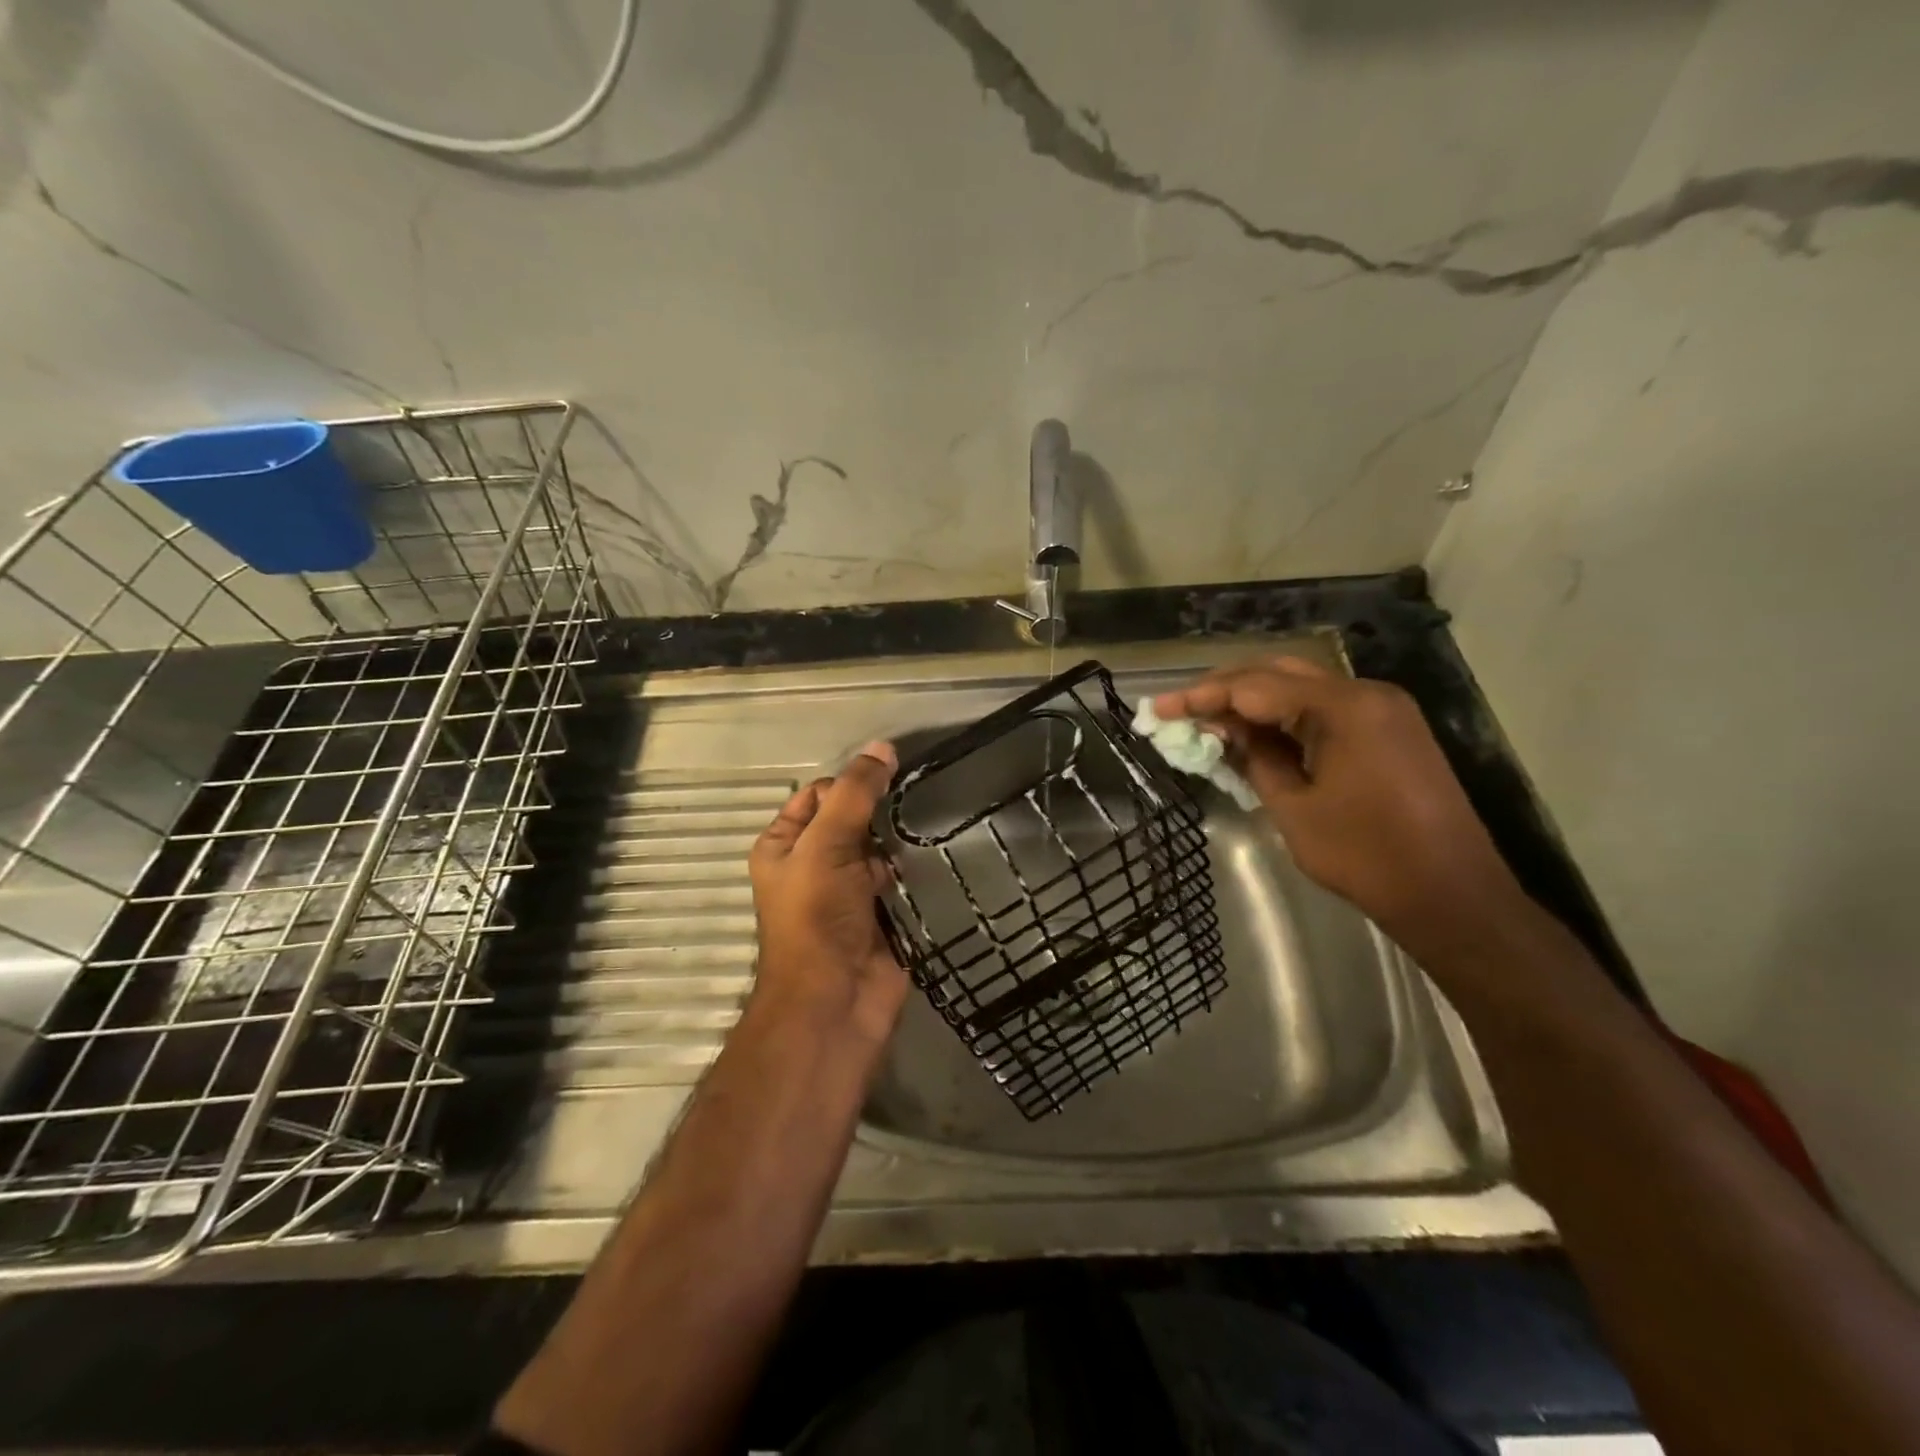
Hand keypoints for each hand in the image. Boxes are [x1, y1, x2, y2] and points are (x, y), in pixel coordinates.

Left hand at [747, 739, 907, 1045]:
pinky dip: (912, 868)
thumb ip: (854, 794)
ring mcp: (847, 892)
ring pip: (877, 848)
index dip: (849, 783)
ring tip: (932, 821)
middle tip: (916, 797)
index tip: (889, 777)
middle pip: (851, 818)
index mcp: (784, 845)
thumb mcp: (826, 844)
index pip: (818, 794)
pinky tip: (936, 854)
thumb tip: (883, 747)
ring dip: (898, 839)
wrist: (836, 1002)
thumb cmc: (817, 917)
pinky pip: (898, 878)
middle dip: (879, 810)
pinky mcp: (879, 914)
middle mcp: (813, 864)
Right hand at [1152, 658, 1527, 956]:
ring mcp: (1383, 710)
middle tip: (1181, 710)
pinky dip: (1285, 718)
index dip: (1202, 696)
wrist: (1453, 895)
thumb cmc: (1367, 856)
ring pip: (1301, 688)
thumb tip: (1223, 731)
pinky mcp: (1389, 731)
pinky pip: (1324, 710)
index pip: (1256, 686)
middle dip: (1225, 689)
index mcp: (1344, 707)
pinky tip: (1255, 734)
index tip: (1160, 708)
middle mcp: (1366, 693)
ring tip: (1208, 721)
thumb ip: (1255, 759)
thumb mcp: (1294, 808)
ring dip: (1254, 701)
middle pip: (1279, 673)